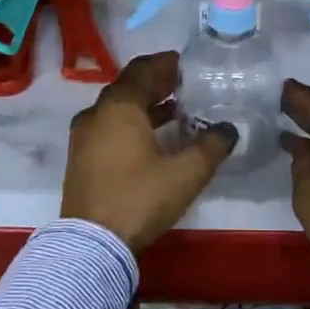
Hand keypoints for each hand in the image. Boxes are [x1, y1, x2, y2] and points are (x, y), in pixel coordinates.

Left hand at [61, 51, 236, 252]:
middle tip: (183, 85)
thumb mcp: (185, 173)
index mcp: (120, 106)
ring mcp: (84, 136)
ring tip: (175, 110)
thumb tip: (228, 129)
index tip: (186, 64)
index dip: (165, 64)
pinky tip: (152, 138)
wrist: (92, 244)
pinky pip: (109, 126)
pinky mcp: (81, 158)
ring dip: (144, 104)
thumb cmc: (139, 197)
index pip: (143, 70)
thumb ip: (211, 146)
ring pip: (118, 108)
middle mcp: (97, 113)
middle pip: (129, 86)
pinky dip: (131, 123)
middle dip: (156, 83)